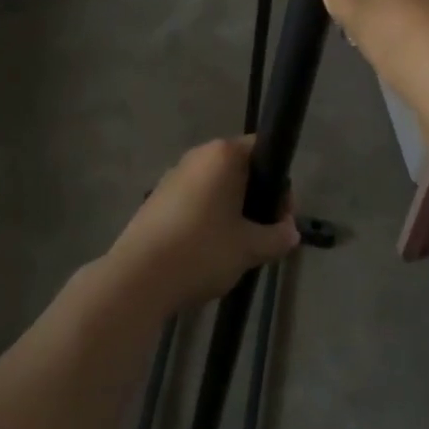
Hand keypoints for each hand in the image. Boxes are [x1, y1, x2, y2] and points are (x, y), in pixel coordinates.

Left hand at [105, 138, 299, 312]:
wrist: (137, 279)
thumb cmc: (201, 251)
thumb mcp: (249, 248)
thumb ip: (277, 237)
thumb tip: (291, 232)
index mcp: (223, 155)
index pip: (263, 150)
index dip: (279, 184)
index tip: (281, 217)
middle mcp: (198, 156)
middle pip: (240, 169)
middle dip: (256, 199)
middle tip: (262, 237)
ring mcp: (174, 176)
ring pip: (216, 187)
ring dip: (232, 211)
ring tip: (235, 248)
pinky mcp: (157, 199)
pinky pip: (195, 200)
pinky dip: (207, 218)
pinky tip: (206, 251)